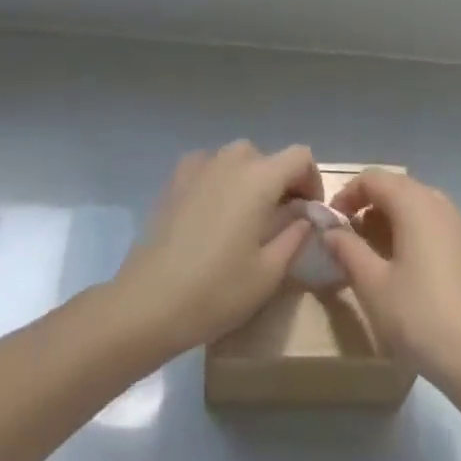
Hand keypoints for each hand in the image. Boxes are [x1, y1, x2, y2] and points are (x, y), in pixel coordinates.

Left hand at [111, 141, 321, 356]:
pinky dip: (220, 179)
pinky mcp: (174, 181)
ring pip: (237, 159)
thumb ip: (295, 235)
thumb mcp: (270, 271)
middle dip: (281, 182)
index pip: (301, 156)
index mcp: (259, 178)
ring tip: (246, 216)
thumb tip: (304, 216)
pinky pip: (208, 166)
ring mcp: (198, 167)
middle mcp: (230, 161)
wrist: (148, 303)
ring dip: (250, 179)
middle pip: (268, 157)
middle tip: (280, 219)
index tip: (309, 212)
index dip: (312, 180)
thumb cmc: (217, 290)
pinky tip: (213, 211)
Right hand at [323, 170, 460, 390]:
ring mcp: (460, 226)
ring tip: (374, 250)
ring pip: (418, 205)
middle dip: (369, 204)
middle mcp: (439, 205)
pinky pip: (435, 224)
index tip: (331, 222)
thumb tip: (330, 230)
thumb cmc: (419, 316)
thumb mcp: (372, 285)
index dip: (347, 193)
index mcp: (415, 205)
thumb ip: (347, 250)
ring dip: (391, 217)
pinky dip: (413, 231)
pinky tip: (406, 267)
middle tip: (349, 235)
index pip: (374, 178)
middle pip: (397, 187)